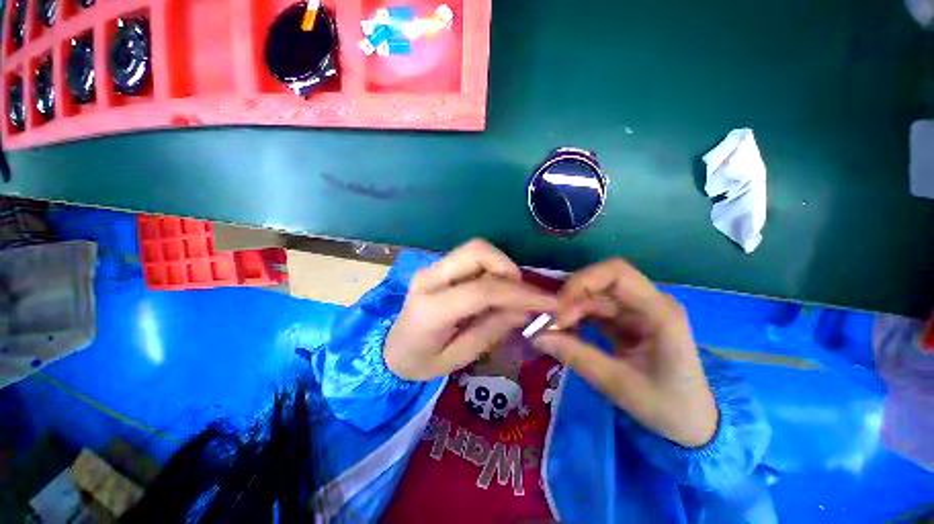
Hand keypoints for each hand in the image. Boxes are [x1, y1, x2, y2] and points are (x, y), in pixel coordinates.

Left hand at [385, 240, 556, 380]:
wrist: (389, 348)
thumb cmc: (421, 362)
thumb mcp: (458, 358)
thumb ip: (491, 330)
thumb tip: (524, 310)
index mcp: (431, 308)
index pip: (482, 290)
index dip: (520, 293)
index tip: (548, 302)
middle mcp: (430, 278)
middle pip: (477, 250)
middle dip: (508, 267)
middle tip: (521, 294)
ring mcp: (432, 267)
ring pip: (476, 249)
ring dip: (501, 267)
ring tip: (511, 294)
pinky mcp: (438, 267)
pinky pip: (472, 258)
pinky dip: (492, 269)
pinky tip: (496, 290)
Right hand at [531, 260, 717, 447]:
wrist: (691, 422)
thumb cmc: (666, 406)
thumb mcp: (618, 385)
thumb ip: (576, 356)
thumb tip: (537, 335)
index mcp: (660, 313)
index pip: (617, 273)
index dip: (583, 282)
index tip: (559, 308)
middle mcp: (649, 303)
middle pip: (601, 281)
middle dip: (571, 298)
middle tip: (550, 322)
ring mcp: (638, 310)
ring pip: (594, 294)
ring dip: (571, 308)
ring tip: (554, 329)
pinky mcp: (627, 319)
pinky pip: (595, 308)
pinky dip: (576, 316)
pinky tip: (565, 330)